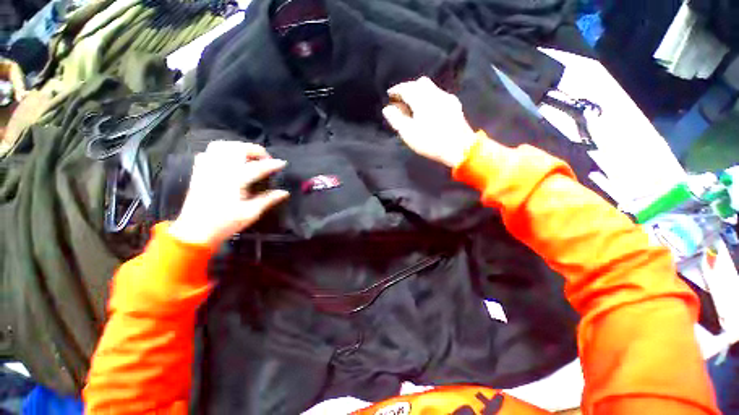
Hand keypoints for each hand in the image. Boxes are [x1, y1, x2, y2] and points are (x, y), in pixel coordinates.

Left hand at [169, 141, 288, 246]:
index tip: (283, 163)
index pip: (257, 167)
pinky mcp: (199, 171)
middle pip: (238, 149)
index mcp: (234, 181)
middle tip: (265, 159)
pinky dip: (222, 151)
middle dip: (255, 150)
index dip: (272, 164)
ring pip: (222, 146)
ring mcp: (207, 169)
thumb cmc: (225, 223)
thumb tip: (284, 192)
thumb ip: (268, 199)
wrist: (196, 231)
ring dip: (239, 147)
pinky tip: (229, 160)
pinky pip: (209, 152)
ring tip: (249, 156)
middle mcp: (220, 170)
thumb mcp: (251, 213)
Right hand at [382, 77, 477, 167]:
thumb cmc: (431, 141)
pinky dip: (429, 98)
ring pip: (431, 88)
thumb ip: (396, 119)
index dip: (396, 90)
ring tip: (413, 105)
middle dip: (409, 88)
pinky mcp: (454, 105)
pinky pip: (438, 95)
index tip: (389, 95)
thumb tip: (387, 109)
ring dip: (420, 93)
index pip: (406, 88)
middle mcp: (435, 93)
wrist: (460, 148)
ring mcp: (447, 98)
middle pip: (420, 83)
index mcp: (422, 99)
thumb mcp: (408, 133)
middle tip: (402, 100)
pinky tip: (428, 109)